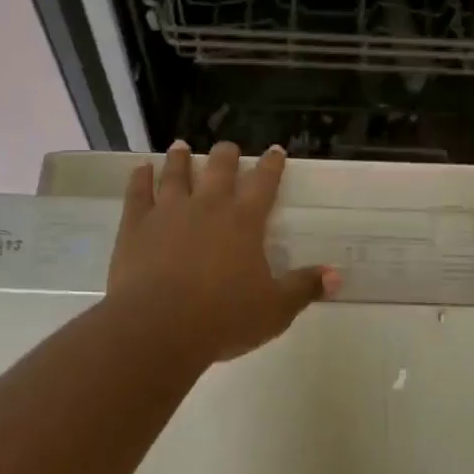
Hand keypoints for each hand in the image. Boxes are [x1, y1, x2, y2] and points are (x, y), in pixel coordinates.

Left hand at [108, 141, 338, 364]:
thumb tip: (336, 275)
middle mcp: (208, 205)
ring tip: (181, 146)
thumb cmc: (223, 318)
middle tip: (228, 146)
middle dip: (227, 155)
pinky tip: (140, 168)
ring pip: (176, 174)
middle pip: (220, 169)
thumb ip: (304, 288)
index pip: (264, 183)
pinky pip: (138, 193)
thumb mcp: (274, 310)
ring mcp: (169, 211)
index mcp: (244, 220)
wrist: (157, 327)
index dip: (272, 165)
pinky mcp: (136, 225)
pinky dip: (139, 178)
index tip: (275, 150)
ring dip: (180, 159)